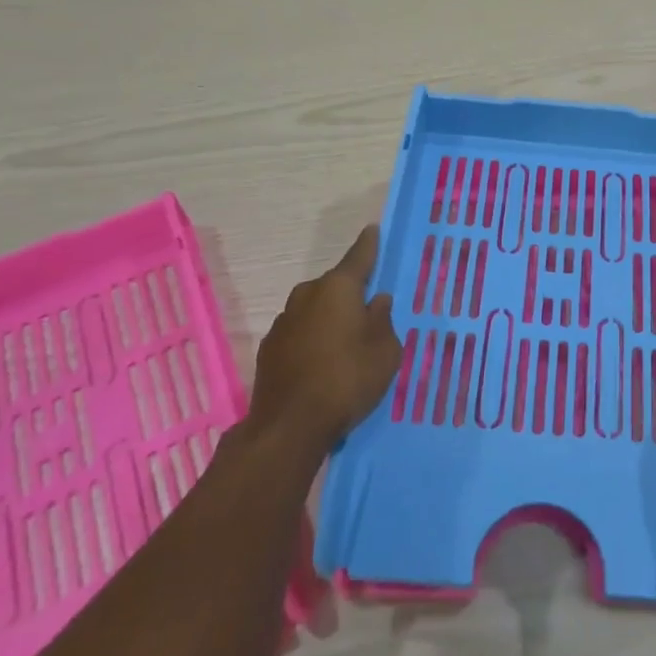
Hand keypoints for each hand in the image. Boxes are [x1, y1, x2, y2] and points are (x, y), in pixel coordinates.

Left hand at [245, 226, 401, 458]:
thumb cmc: (347, 380)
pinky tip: (322, 361)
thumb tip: (377, 301)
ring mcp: (284, 321)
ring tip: (346, 341)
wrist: (289, 426)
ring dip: (329, 317)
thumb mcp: (385, 351)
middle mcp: (308, 295)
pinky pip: (300, 332)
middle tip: (368, 310)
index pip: (359, 256)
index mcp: (338, 288)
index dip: (369, 244)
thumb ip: (383, 321)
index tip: (374, 229)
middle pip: (335, 285)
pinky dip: (312, 338)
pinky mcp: (270, 348)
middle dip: (351, 293)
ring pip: (315, 309)